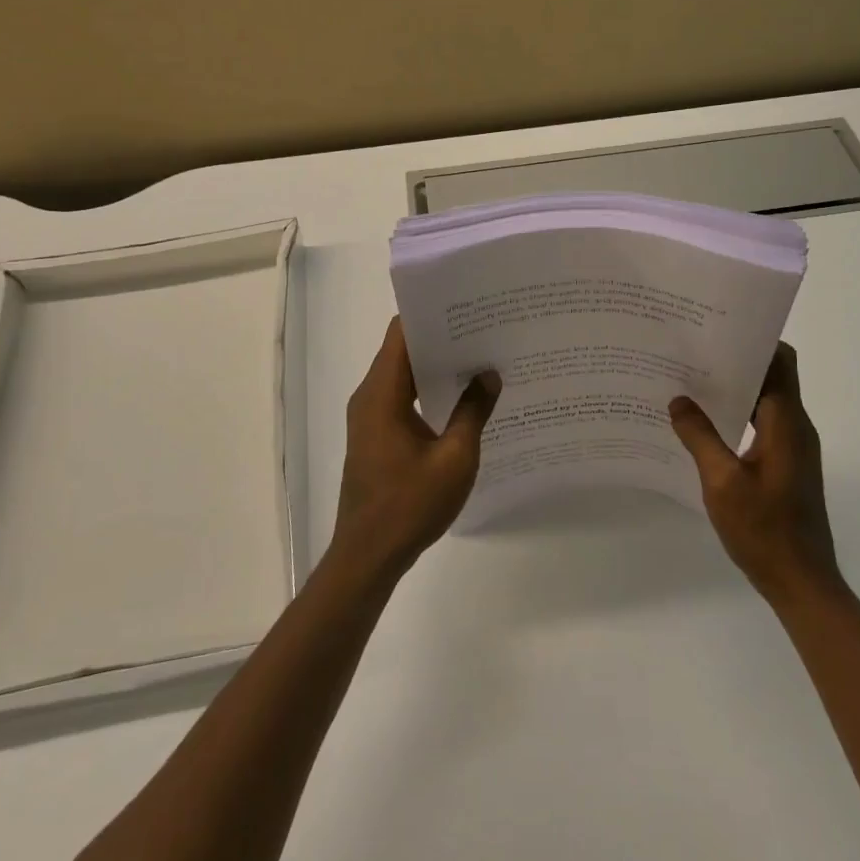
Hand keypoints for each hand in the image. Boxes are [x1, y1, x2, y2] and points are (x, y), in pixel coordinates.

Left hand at [334, 317, 500, 581]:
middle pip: (402, 350)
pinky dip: (427, 389)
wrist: (369, 555)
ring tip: (479, 356)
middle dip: (441, 337)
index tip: (466, 305)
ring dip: (435, 365)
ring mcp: (370, 417)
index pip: (401, 333)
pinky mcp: (375, 435)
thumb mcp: (454, 458)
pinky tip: (462, 396)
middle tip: (484, 328)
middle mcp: (370, 396)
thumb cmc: (410, 505)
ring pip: (403, 374)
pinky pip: (401, 397)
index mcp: (382, 393)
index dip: (431, 314)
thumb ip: (473, 411)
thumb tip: (489, 374)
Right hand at [670, 343, 841, 607]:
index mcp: (787, 423)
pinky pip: (762, 424)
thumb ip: (699, 437)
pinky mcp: (786, 465)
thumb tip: (679, 401)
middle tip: (693, 351)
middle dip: (737, 360)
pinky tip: (704, 424)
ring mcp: (793, 447)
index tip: (718, 329)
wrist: (802, 583)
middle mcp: (795, 427)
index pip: (780, 361)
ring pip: (766, 401)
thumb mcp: (722, 482)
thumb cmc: (764, 530)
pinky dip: (738, 414)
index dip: (755, 340)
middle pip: (772, 376)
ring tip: (691, 381)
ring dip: (735, 388)